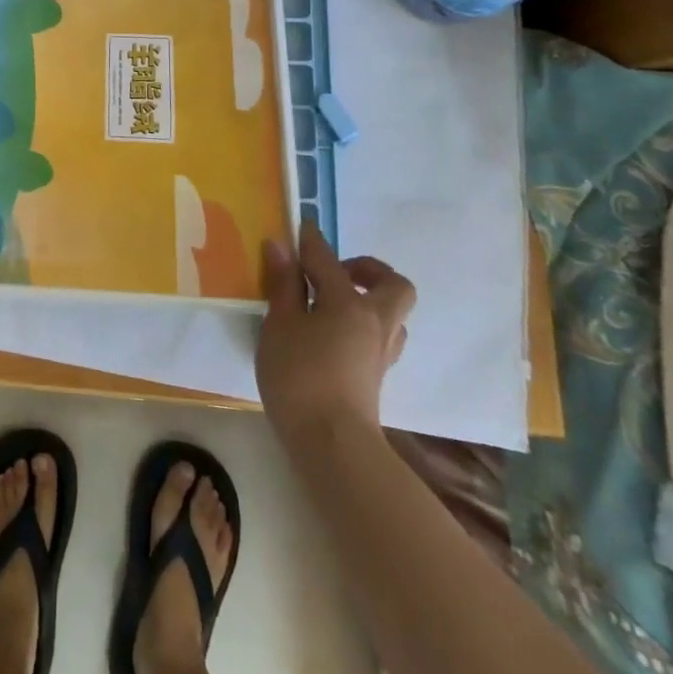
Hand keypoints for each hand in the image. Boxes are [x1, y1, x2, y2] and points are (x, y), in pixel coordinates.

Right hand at [256, 227, 415, 446]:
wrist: (332, 446)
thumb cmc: (299, 376)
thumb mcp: (279, 324)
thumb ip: (283, 284)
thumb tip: (281, 246)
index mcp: (349, 303)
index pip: (328, 260)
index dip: (311, 241)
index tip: (299, 227)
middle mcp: (375, 322)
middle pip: (392, 284)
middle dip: (367, 269)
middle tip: (332, 273)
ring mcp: (381, 352)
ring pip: (392, 314)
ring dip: (369, 299)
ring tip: (330, 304)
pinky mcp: (377, 376)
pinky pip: (381, 336)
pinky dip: (363, 325)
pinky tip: (332, 334)